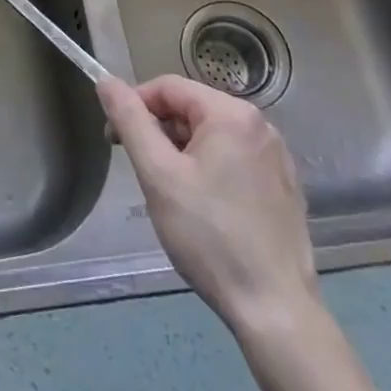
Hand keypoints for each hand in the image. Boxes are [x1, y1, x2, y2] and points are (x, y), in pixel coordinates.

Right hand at [97, 74, 319, 334]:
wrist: (274, 309)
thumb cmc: (209, 236)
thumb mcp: (158, 174)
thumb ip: (130, 121)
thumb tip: (106, 81)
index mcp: (232, 114)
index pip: (168, 87)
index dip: (134, 105)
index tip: (114, 140)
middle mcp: (261, 126)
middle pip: (192, 109)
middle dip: (158, 131)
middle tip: (140, 170)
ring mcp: (277, 157)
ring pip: (211, 136)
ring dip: (181, 152)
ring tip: (169, 193)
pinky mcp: (284, 187)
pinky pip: (234, 159)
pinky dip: (209, 170)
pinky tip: (202, 208)